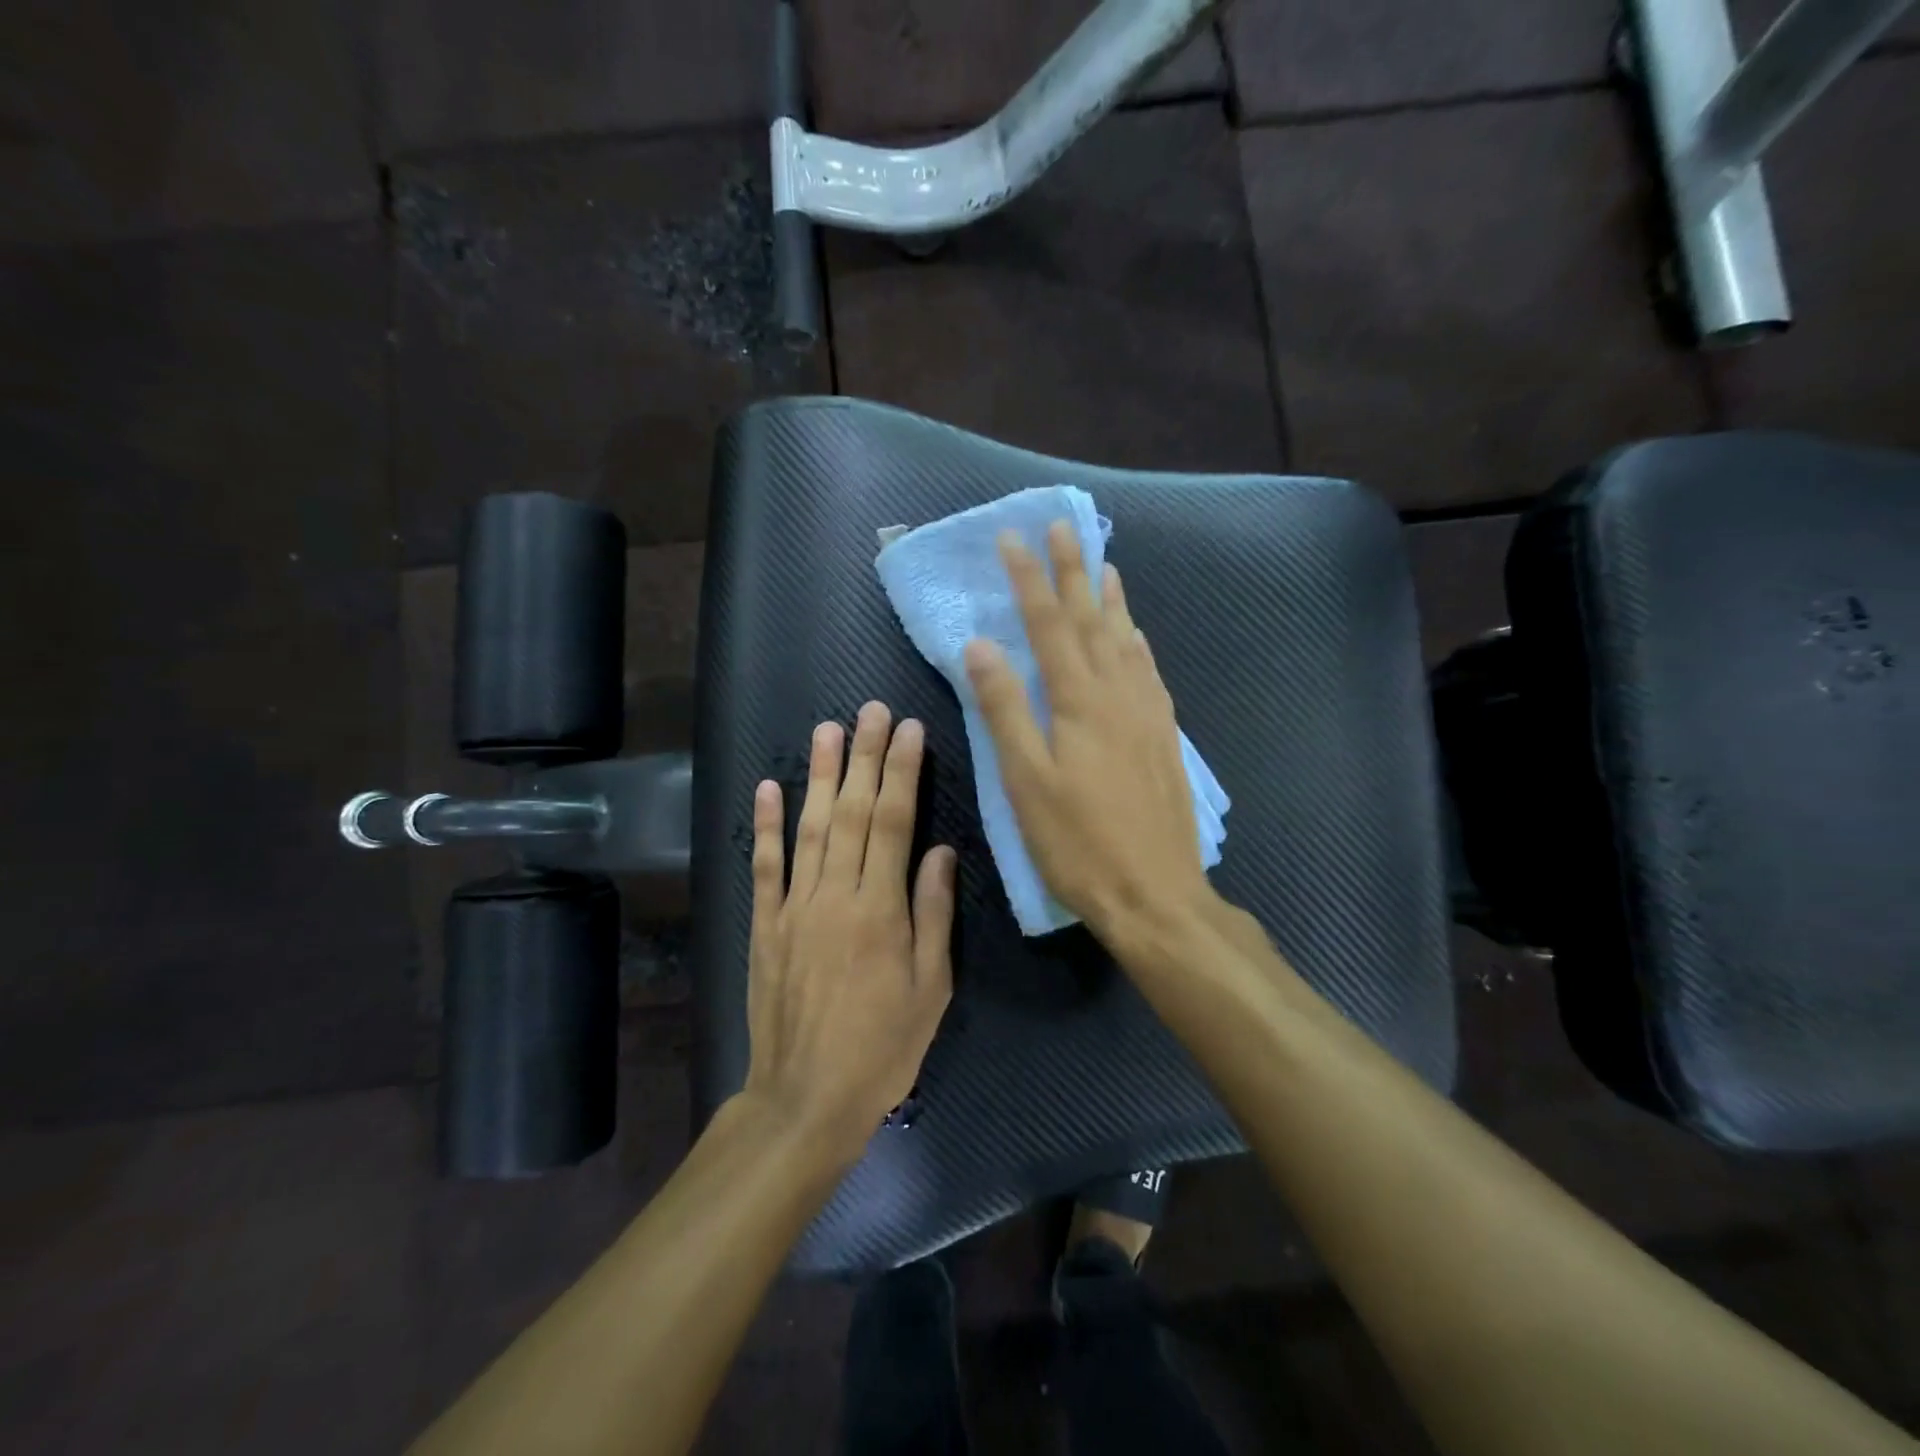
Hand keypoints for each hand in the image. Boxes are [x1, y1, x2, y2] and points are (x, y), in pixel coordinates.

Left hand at [741, 703, 956, 1167]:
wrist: (806, 1098)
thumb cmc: (883, 1047)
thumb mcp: (931, 988)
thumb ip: (934, 914)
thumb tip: (941, 851)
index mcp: (882, 909)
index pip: (894, 822)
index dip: (902, 772)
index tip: (907, 730)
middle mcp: (836, 895)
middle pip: (853, 813)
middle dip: (864, 757)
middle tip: (870, 710)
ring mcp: (795, 907)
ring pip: (810, 828)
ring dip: (819, 776)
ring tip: (826, 729)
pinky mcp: (766, 926)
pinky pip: (765, 868)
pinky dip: (766, 826)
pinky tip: (768, 788)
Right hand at [963, 522, 1212, 942]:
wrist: (1156, 893)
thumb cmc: (1079, 842)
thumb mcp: (1027, 780)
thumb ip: (1005, 709)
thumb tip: (980, 646)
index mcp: (1080, 700)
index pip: (1049, 624)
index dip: (1029, 579)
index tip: (1013, 538)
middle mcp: (1119, 693)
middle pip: (1093, 619)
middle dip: (1074, 570)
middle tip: (1064, 527)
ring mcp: (1147, 712)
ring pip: (1127, 639)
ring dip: (1111, 599)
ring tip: (1103, 565)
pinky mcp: (1163, 735)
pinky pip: (1149, 671)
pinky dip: (1138, 642)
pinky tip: (1137, 636)